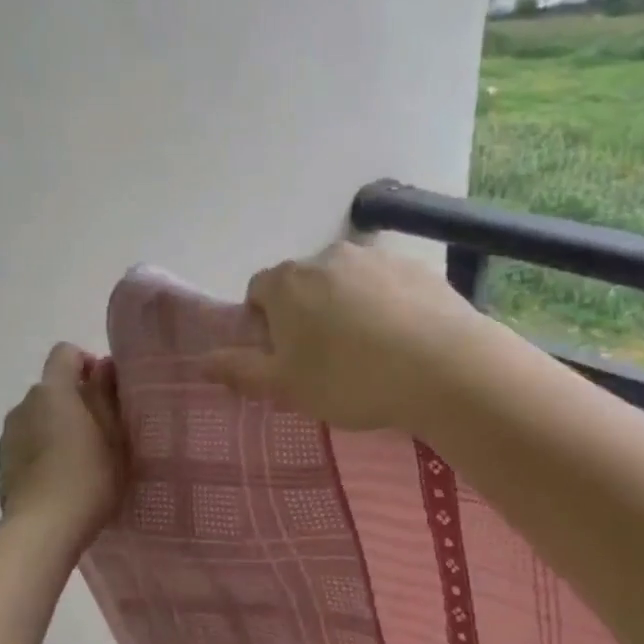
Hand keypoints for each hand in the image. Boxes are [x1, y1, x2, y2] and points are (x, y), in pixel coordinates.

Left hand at [0, 344, 126, 545]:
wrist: (43, 528)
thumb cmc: (89, 477)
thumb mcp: (114, 436)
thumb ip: (107, 395)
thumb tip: (102, 366)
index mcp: (53, 391)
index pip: (65, 353)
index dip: (86, 363)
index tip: (106, 390)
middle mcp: (24, 404)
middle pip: (52, 388)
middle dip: (76, 402)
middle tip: (103, 433)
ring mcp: (8, 435)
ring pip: (38, 418)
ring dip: (58, 428)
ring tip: (81, 461)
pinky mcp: (2, 463)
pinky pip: (27, 444)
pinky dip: (43, 451)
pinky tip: (60, 480)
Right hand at [203, 241, 485, 431]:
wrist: (442, 368)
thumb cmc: (350, 380)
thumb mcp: (288, 387)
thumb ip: (242, 370)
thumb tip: (201, 361)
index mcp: (288, 283)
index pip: (258, 291)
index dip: (264, 324)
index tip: (285, 356)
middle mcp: (328, 256)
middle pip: (304, 283)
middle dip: (307, 314)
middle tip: (327, 360)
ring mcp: (377, 257)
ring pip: (348, 282)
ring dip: (348, 306)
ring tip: (371, 351)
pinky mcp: (418, 267)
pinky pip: (388, 285)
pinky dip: (387, 305)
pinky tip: (403, 340)